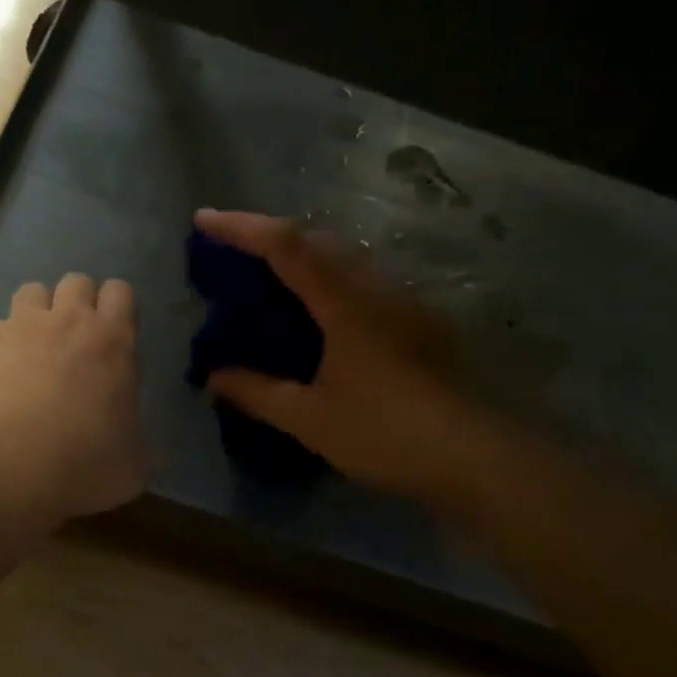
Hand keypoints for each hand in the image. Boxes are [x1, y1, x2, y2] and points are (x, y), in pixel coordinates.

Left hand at [0, 273, 144, 525]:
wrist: (1, 475)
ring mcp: (18, 328)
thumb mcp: (132, 467)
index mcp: (112, 342)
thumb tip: (143, 443)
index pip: (120, 291)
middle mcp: (66, 322)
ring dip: (35, 314)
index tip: (110, 335)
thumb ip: (139, 440)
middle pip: (76, 282)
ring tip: (30, 349)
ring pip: (31, 292)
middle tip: (72, 342)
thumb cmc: (78, 470)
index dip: (115, 309)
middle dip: (76, 304)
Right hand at [194, 209, 484, 499]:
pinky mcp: (417, 321)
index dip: (242, 227)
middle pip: (317, 239)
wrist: (472, 457)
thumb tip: (214, 377)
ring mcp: (402, 302)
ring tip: (266, 275)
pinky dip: (326, 280)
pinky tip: (316, 312)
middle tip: (230, 250)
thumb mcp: (309, 418)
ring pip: (343, 258)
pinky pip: (361, 281)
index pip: (286, 245)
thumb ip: (257, 392)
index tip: (203, 219)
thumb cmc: (384, 434)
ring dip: (301, 255)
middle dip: (268, 234)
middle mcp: (376, 288)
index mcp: (345, 303)